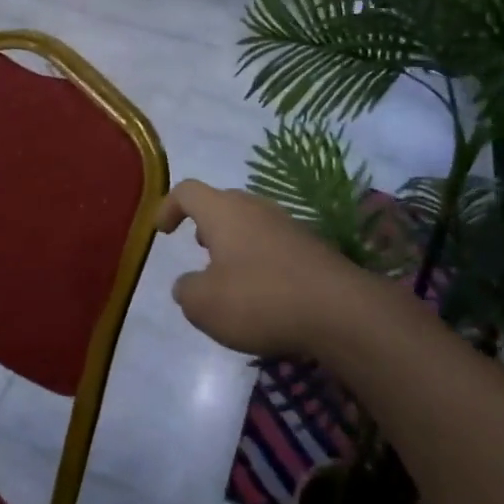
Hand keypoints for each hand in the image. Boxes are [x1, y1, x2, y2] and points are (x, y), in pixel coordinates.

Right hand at [157, 180, 367, 357]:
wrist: (341, 312)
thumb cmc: (260, 299)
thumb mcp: (204, 305)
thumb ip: (186, 291)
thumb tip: (188, 284)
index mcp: (224, 212)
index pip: (188, 191)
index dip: (169, 206)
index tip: (162, 231)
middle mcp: (256, 208)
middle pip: (223, 203)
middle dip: (206, 223)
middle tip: (197, 248)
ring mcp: (289, 225)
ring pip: (251, 223)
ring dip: (235, 242)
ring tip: (229, 274)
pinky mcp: (313, 248)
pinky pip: (276, 244)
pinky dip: (261, 260)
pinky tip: (264, 293)